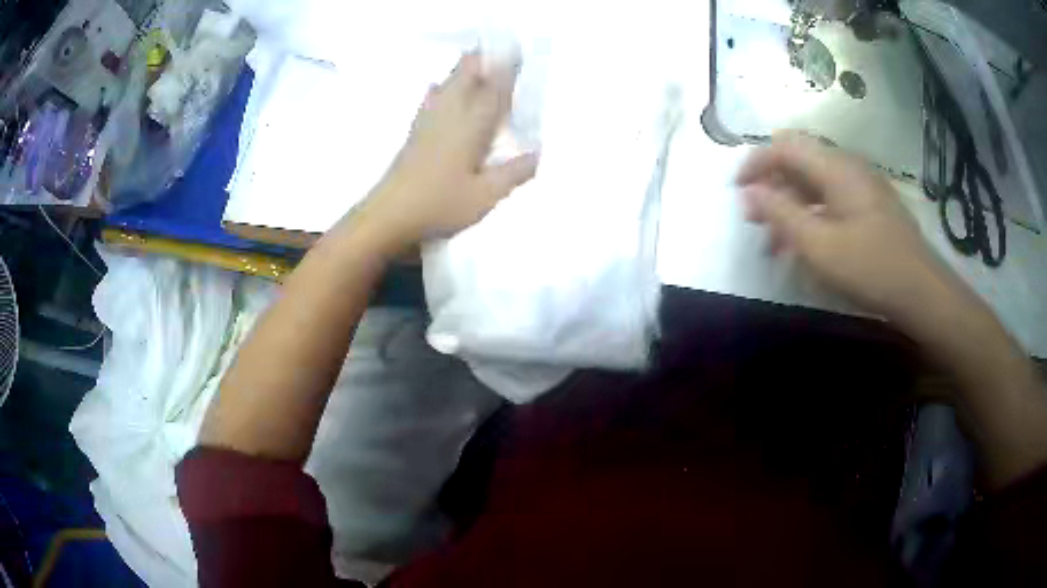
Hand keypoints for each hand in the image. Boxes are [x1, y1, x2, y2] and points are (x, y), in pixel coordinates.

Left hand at [360, 52, 537, 250]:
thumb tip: (540, 153)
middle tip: (498, 53)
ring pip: (447, 83)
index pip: (493, 89)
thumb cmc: (440, 204)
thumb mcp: (486, 195)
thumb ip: (514, 173)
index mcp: (470, 125)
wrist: (389, 214)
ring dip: (463, 71)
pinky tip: (440, 89)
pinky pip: (432, 98)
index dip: (506, 69)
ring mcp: (428, 120)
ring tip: (476, 64)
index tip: (518, 52)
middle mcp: (449, 114)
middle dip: (482, 60)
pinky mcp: (415, 131)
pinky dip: (443, 87)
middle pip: (465, 75)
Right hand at [736, 131, 961, 325]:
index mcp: (836, 168)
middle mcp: (849, 167)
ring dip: (792, 205)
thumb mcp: (819, 245)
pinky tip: (809, 244)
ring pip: (816, 183)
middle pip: (800, 162)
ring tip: (778, 242)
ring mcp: (863, 187)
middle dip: (773, 187)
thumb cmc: (870, 267)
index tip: (737, 191)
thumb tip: (749, 191)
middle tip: (757, 221)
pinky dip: (813, 215)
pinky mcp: (872, 207)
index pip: (785, 146)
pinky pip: (833, 200)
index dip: (756, 163)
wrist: (922, 293)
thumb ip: (781, 213)